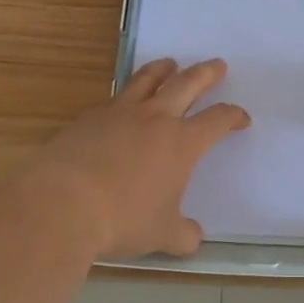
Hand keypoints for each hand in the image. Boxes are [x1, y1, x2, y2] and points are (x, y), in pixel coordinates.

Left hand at [22, 58, 249, 260]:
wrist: (62, 204)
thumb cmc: (122, 219)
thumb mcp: (161, 235)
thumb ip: (183, 234)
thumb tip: (193, 238)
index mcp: (182, 143)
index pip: (217, 120)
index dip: (233, 116)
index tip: (241, 118)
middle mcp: (155, 119)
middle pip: (187, 84)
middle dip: (206, 74)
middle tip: (217, 64)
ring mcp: (119, 113)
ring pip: (147, 80)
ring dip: (163, 69)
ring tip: (170, 64)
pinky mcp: (88, 118)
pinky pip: (114, 98)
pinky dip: (126, 95)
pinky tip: (122, 105)